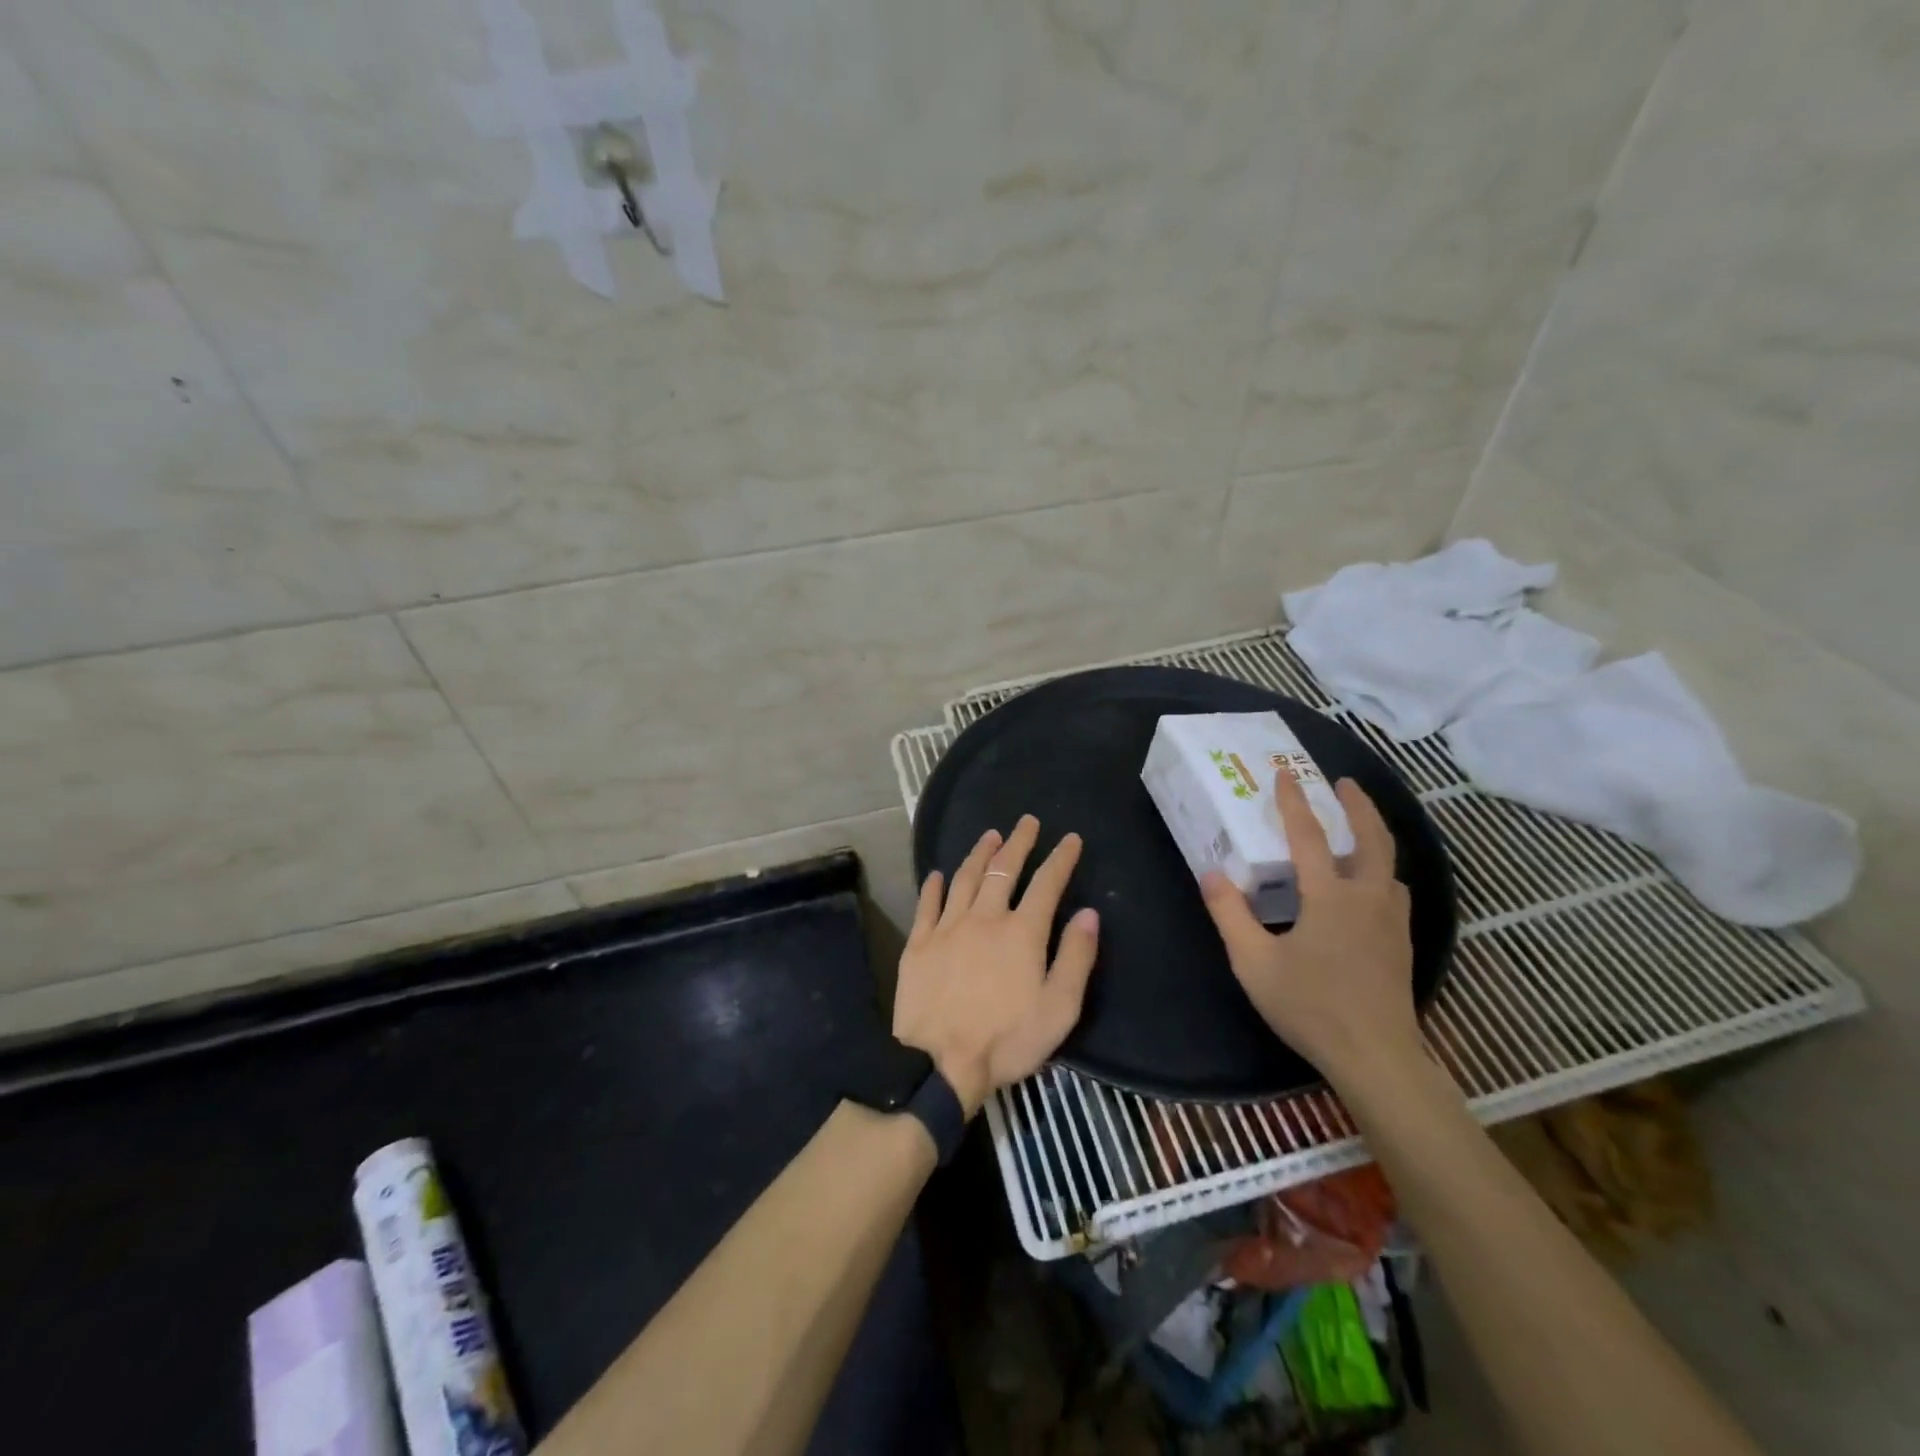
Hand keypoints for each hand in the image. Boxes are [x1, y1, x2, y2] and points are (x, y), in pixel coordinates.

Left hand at [892, 816, 1100, 1116]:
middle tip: (1027, 821)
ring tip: (990, 835)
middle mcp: (984, 919)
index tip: (1070, 839)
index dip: (1061, 859)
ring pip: (965, 879)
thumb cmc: (1006, 1040)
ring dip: (979, 854)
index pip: (1047, 884)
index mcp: (1021, 933)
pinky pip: (928, 905)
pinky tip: (938, 875)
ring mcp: (947, 928)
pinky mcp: (919, 944)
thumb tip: (1088, 914)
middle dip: (1018, 842)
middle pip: (1003, 870)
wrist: (938, 1063)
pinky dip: (934, 886)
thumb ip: (1076, 958)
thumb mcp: (1059, 1009)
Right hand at [1200, 771, 1420, 1091]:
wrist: (1376, 1057)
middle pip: (1372, 839)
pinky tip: (1369, 886)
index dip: (1294, 803)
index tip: (1285, 774)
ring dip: (1375, 836)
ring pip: (1390, 865)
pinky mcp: (1401, 943)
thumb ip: (1230, 914)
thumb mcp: (1254, 962)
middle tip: (1344, 784)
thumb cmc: (1310, 1006)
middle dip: (1358, 806)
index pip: (1309, 837)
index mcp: (1330, 897)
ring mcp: (1391, 921)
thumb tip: (1212, 873)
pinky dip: (1381, 870)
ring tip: (1358, 829)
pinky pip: (1394, 890)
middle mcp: (1367, 899)